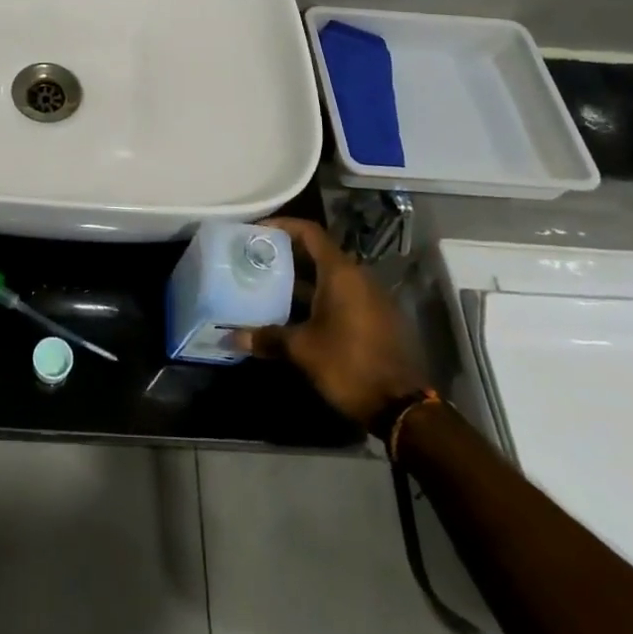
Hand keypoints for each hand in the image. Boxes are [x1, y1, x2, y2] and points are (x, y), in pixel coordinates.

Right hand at [238, 217, 428, 428]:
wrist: (401, 407)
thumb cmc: (348, 365)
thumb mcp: (302, 350)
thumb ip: (266, 337)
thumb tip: (230, 337)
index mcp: (341, 273)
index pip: (309, 232)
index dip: (282, 226)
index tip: (256, 232)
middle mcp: (358, 277)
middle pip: (317, 253)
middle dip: (285, 255)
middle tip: (255, 261)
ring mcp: (370, 298)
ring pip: (328, 276)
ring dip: (300, 279)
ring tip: (267, 287)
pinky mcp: (376, 318)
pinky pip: (341, 295)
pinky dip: (317, 296)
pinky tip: (294, 315)